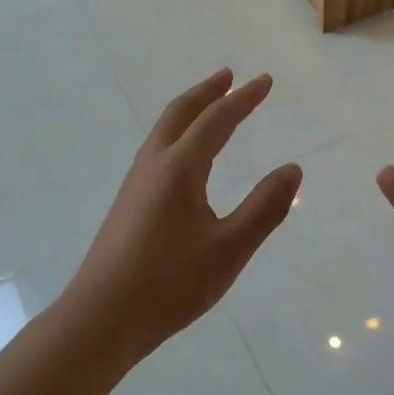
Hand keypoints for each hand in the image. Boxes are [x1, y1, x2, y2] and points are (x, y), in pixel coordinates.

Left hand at [64, 69, 301, 358]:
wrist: (101, 319)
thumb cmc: (170, 284)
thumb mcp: (230, 249)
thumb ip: (264, 207)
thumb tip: (292, 169)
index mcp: (179, 168)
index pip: (217, 120)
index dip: (244, 98)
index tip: (266, 81)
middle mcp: (153, 165)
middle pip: (180, 112)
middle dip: (208, 91)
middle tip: (230, 75)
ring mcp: (135, 183)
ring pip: (164, 129)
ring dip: (189, 110)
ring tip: (210, 105)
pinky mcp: (128, 203)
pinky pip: (157, 149)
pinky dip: (178, 132)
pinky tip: (185, 156)